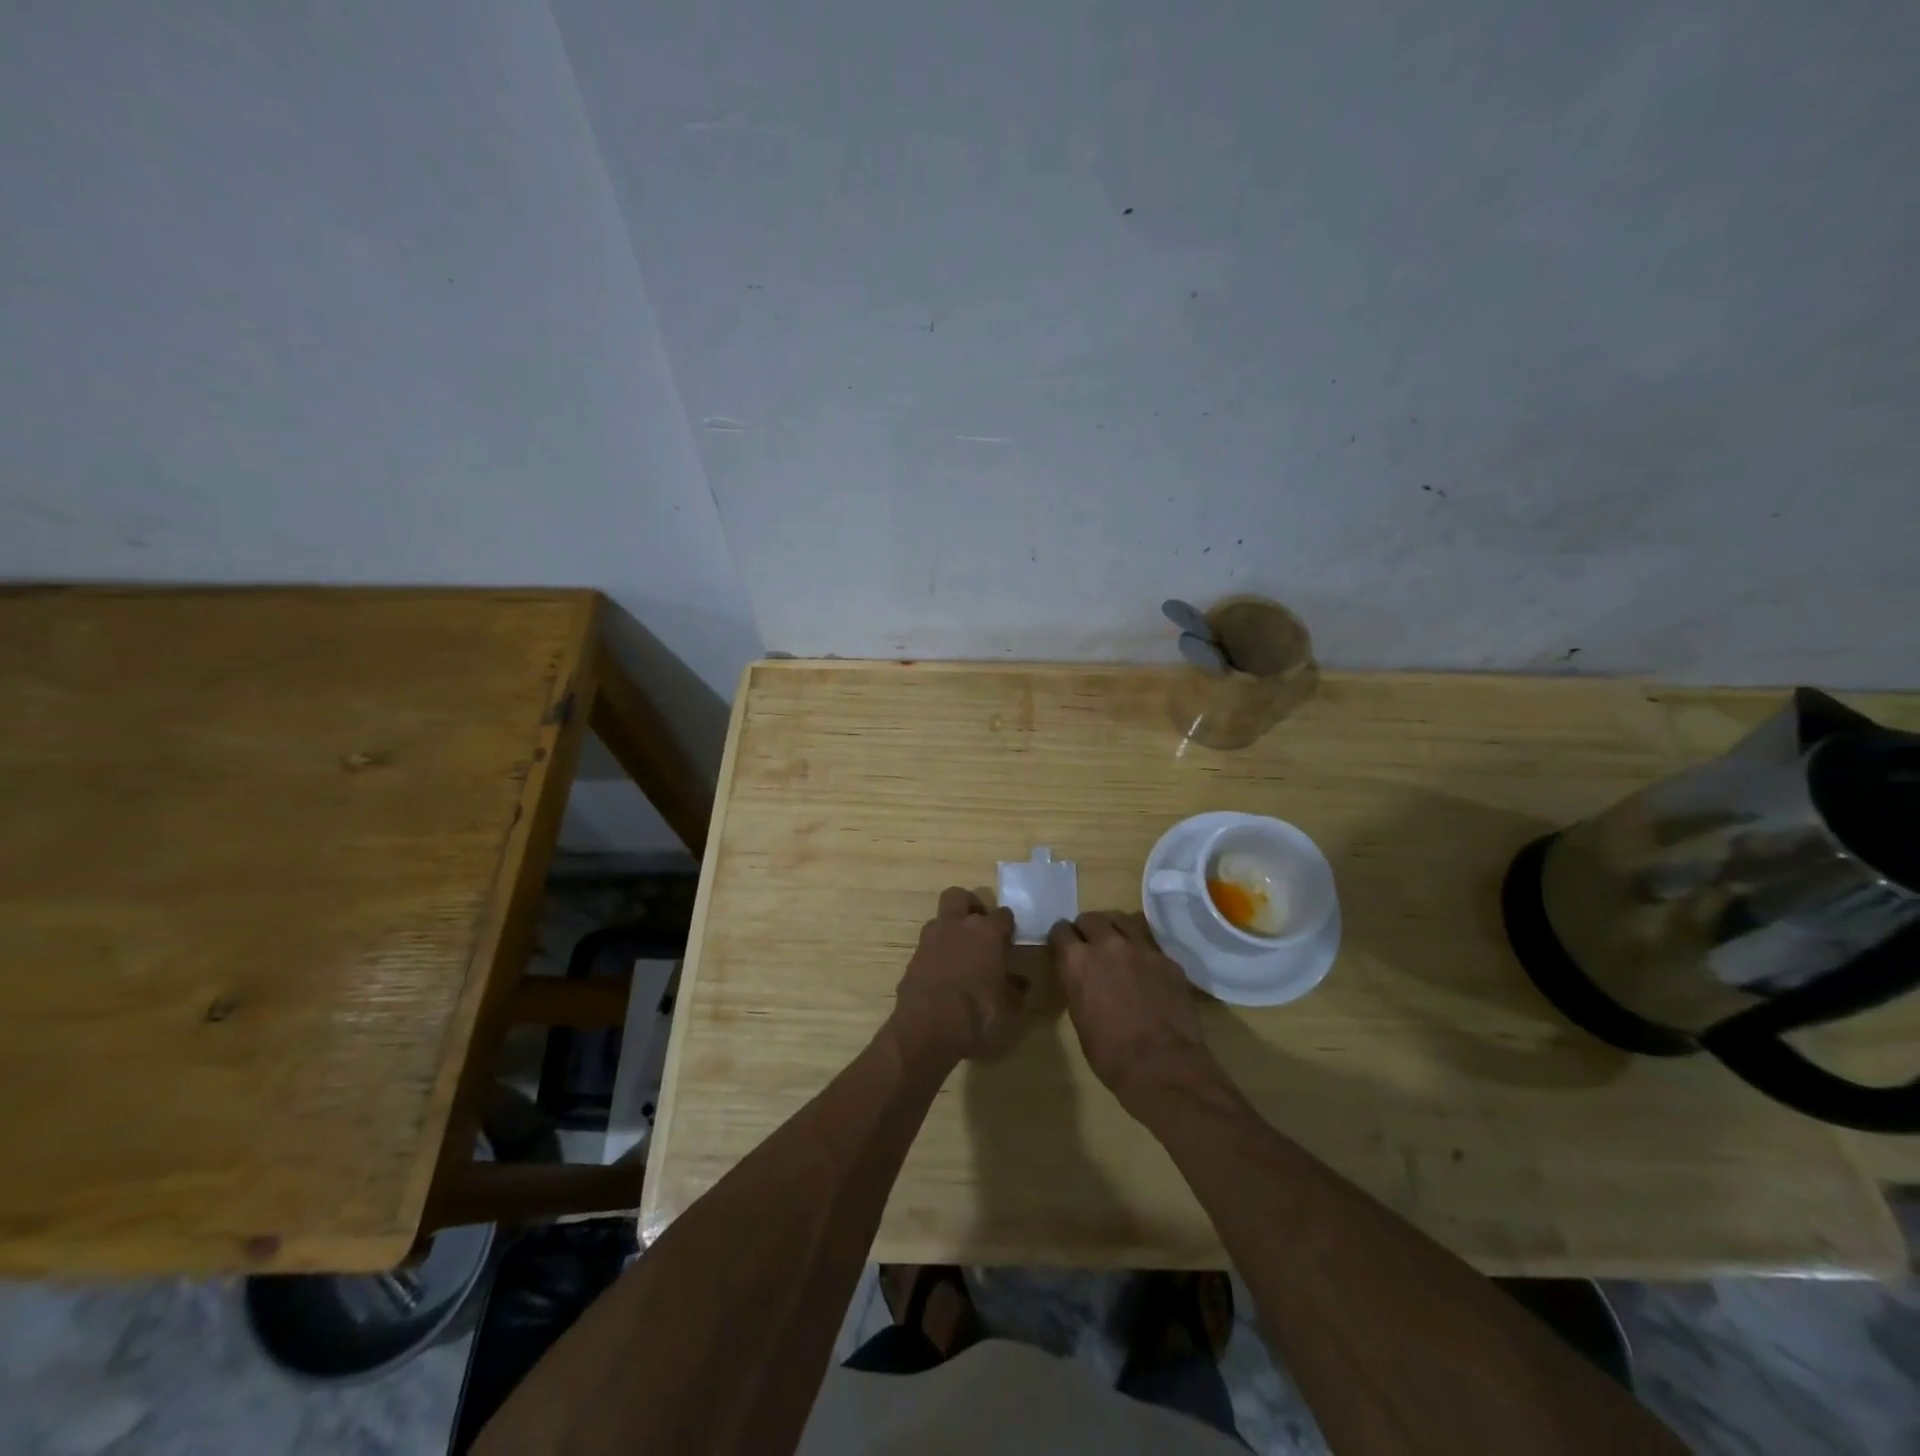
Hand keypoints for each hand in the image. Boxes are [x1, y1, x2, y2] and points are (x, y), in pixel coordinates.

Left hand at [888, 888, 1025, 1064]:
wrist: (929, 1027)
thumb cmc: (979, 1012)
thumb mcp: (1009, 1007)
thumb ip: (1014, 989)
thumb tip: (1018, 983)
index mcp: (987, 931)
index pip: (1003, 914)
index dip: (1007, 925)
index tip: (1010, 938)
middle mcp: (957, 926)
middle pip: (959, 896)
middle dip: (970, 905)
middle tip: (979, 926)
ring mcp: (930, 939)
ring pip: (939, 919)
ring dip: (950, 929)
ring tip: (960, 952)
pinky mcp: (913, 958)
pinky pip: (927, 947)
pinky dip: (936, 954)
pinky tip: (943, 974)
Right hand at [1048, 911, 1218, 1114]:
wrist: (1163, 1066)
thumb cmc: (1111, 1054)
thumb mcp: (1079, 1018)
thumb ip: (1077, 986)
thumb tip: (1081, 978)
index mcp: (1078, 961)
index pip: (1060, 931)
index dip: (1061, 940)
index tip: (1064, 950)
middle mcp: (1107, 944)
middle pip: (1091, 918)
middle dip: (1087, 930)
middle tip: (1091, 948)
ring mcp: (1141, 948)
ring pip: (1122, 920)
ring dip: (1115, 930)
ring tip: (1118, 947)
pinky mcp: (1167, 959)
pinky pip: (1149, 943)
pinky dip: (1142, 950)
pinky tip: (1146, 969)